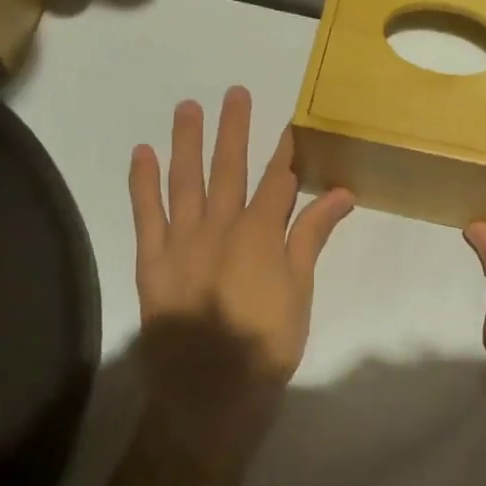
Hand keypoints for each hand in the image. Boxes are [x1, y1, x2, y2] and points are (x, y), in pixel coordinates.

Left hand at [129, 87, 354, 434]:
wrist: (211, 393)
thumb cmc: (267, 344)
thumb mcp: (301, 291)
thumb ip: (313, 237)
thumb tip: (342, 193)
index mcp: (261, 234)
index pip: (277, 181)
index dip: (284, 151)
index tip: (288, 122)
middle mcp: (220, 226)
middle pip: (229, 169)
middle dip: (235, 130)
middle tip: (236, 93)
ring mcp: (181, 241)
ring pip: (185, 182)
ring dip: (188, 143)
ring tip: (188, 108)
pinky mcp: (152, 261)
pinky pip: (146, 214)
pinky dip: (143, 183)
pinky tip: (143, 154)